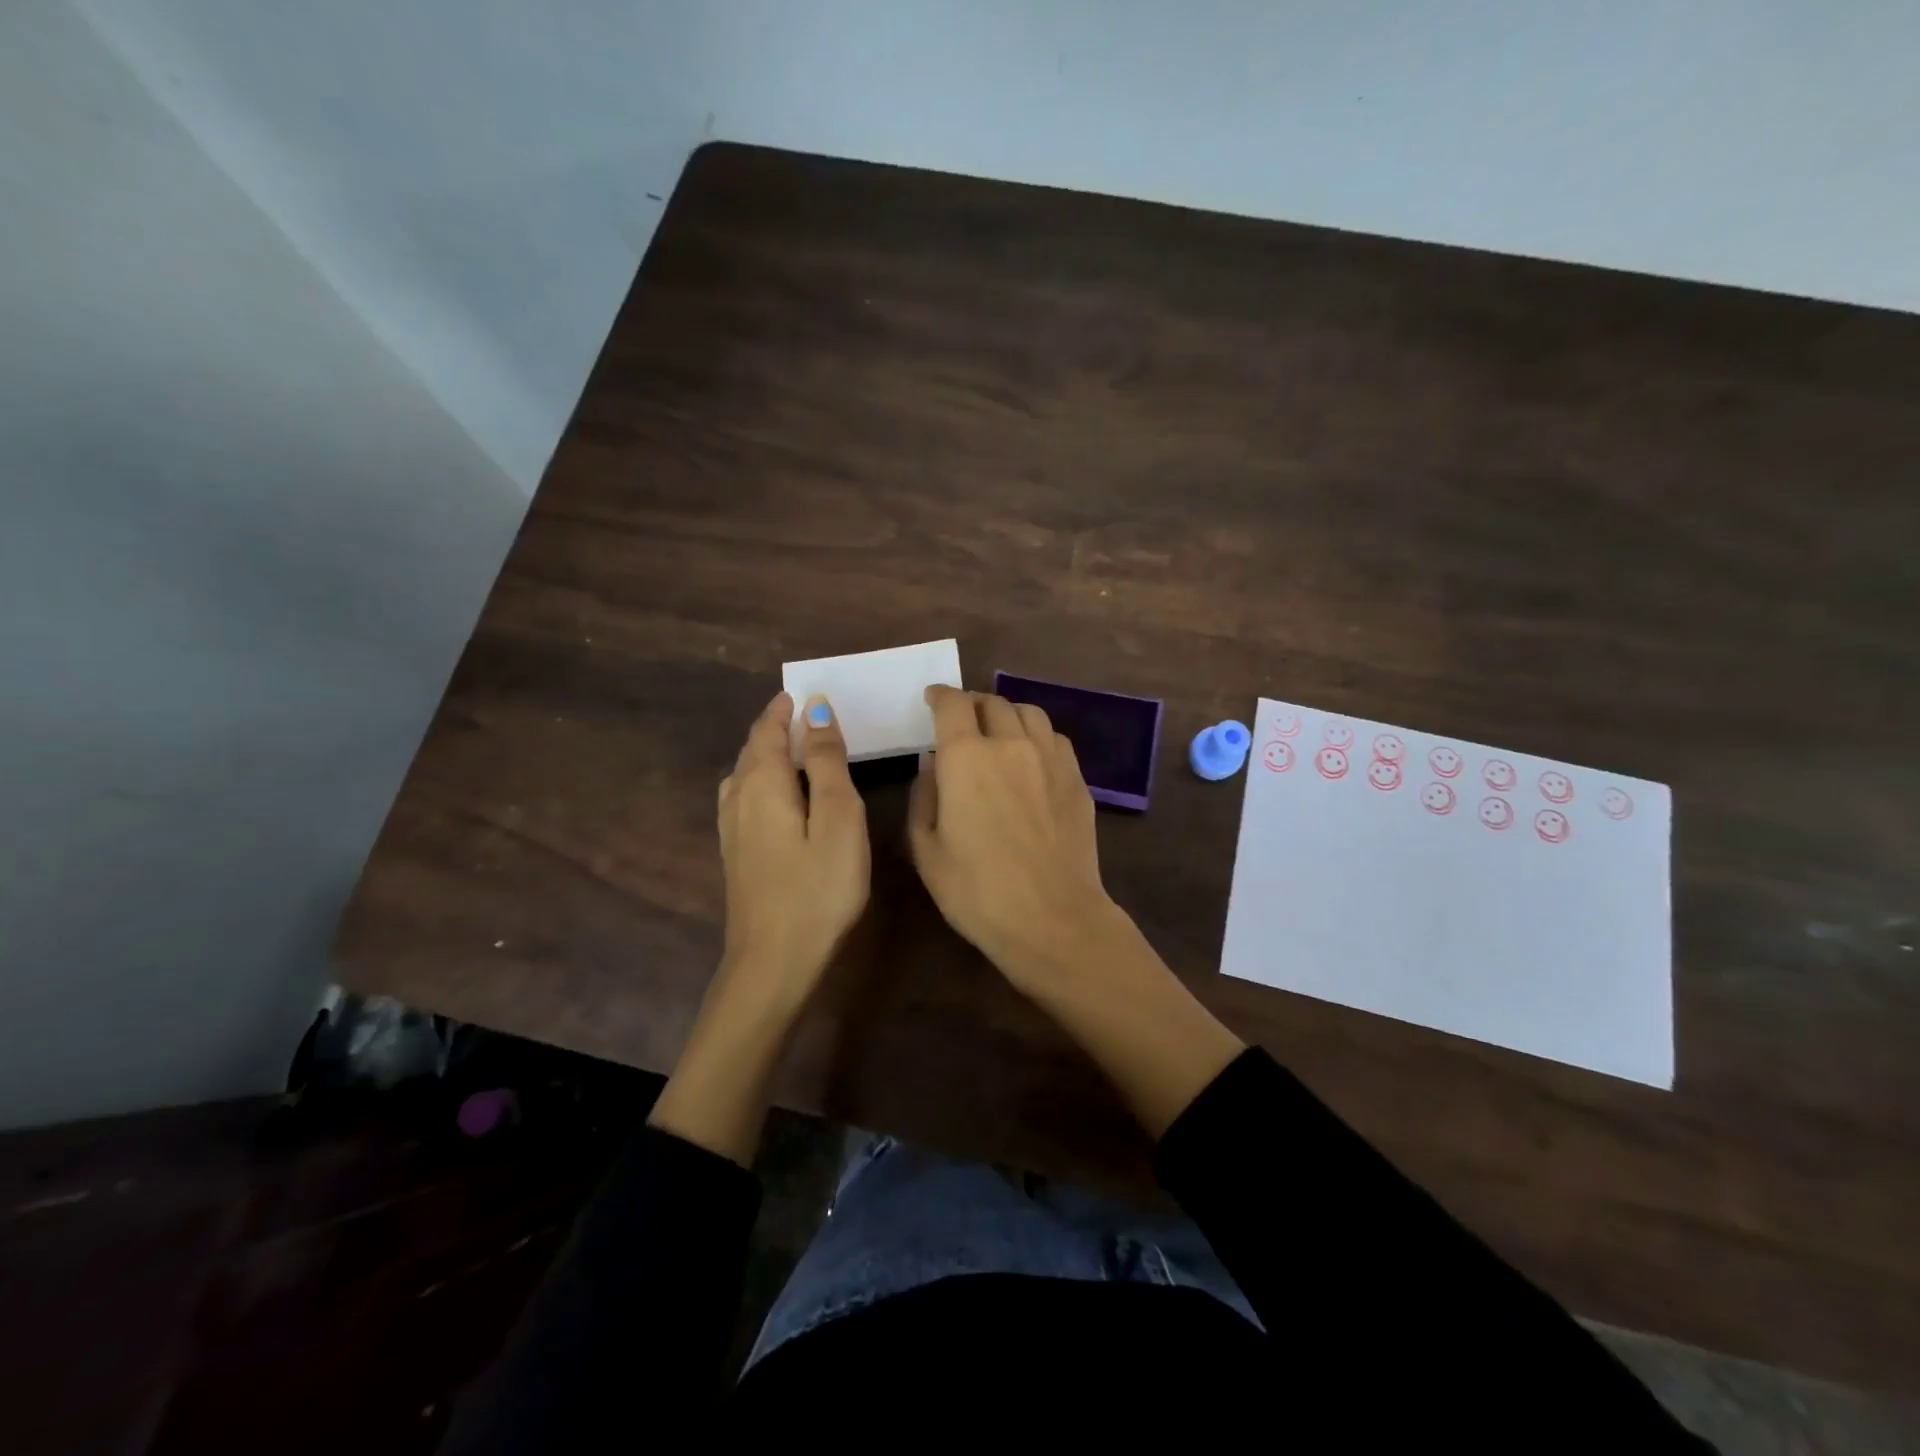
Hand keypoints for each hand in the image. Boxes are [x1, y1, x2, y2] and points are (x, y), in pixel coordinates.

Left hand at [717, 690, 869, 1007]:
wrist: (774, 963)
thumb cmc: (818, 889)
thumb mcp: (837, 819)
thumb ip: (827, 762)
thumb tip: (815, 709)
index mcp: (763, 784)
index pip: (768, 730)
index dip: (785, 709)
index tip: (805, 692)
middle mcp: (738, 799)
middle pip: (752, 750)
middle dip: (775, 727)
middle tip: (806, 714)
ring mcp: (732, 830)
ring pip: (745, 775)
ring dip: (767, 753)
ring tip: (794, 748)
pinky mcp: (736, 855)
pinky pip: (744, 798)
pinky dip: (762, 780)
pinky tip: (777, 796)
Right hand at [910, 684, 1243, 1136]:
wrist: (1052, 919)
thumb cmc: (977, 891)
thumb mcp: (926, 850)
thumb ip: (924, 797)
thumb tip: (933, 765)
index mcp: (967, 757)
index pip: (952, 704)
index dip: (940, 695)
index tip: (932, 699)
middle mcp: (1011, 744)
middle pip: (992, 702)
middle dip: (972, 704)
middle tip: (962, 720)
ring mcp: (1051, 759)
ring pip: (1029, 712)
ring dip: (1007, 714)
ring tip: (998, 733)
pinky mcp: (1077, 779)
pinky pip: (1055, 739)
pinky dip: (1037, 736)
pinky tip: (1031, 759)